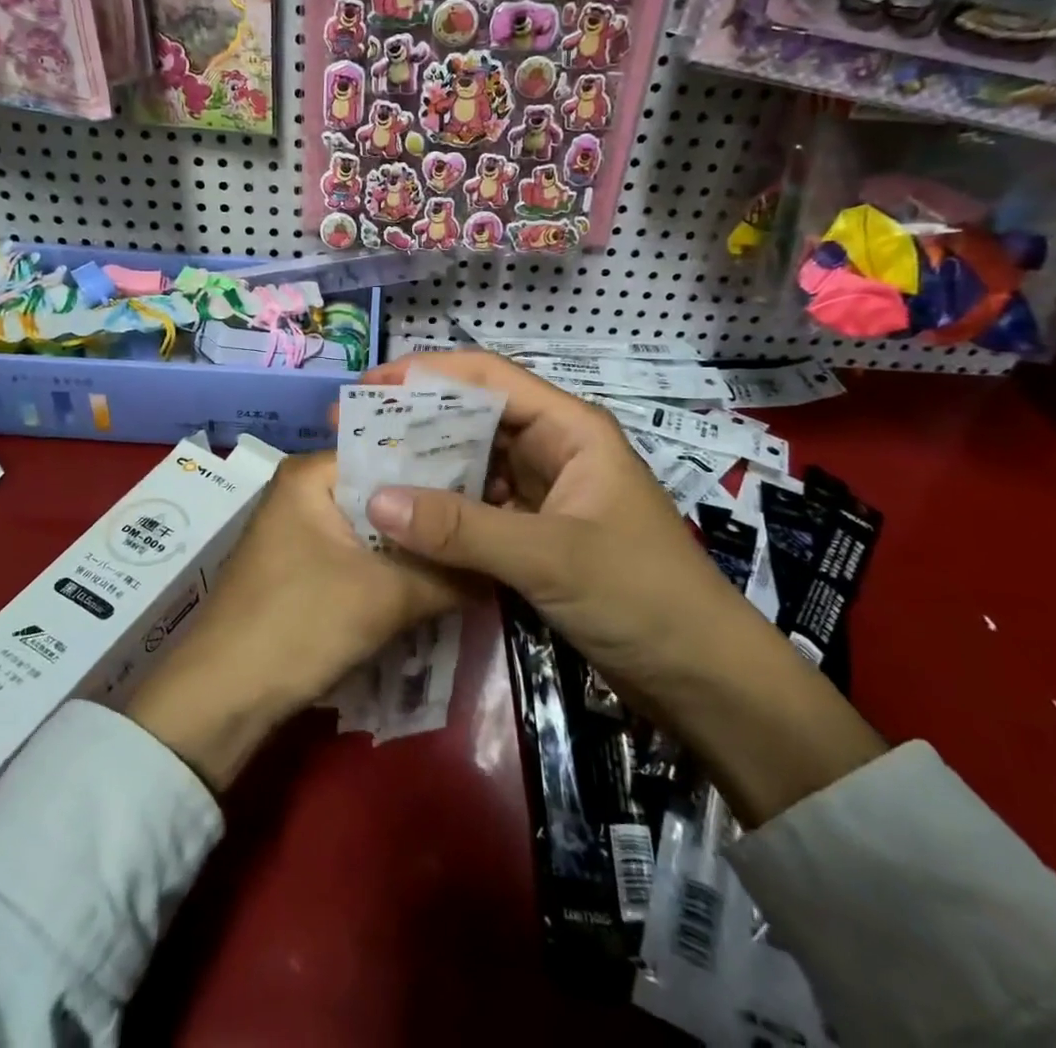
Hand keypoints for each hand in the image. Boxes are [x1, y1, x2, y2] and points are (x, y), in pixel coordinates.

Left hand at [125, 451, 461, 790]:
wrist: (220, 701)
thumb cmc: (298, 625)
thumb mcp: (385, 598)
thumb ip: (449, 575)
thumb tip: (502, 566)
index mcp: (311, 474)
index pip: (391, 452)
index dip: (443, 471)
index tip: (494, 489)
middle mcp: (303, 492)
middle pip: (384, 494)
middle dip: (432, 516)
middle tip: (492, 523)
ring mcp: (300, 532)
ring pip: (375, 530)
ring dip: (415, 549)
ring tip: (474, 552)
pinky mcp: (303, 570)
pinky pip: (359, 558)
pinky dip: (392, 571)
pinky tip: (434, 583)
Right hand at [359, 349, 741, 695]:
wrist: (703, 680)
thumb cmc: (641, 597)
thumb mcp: (549, 557)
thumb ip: (462, 529)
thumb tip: (374, 500)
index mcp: (569, 428)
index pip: (488, 377)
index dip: (426, 374)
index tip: (368, 388)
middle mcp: (554, 449)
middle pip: (474, 418)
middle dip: (415, 422)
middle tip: (351, 434)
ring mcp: (545, 493)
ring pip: (473, 464)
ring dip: (424, 469)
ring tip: (365, 473)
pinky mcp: (536, 534)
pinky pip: (478, 508)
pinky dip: (442, 512)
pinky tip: (402, 520)